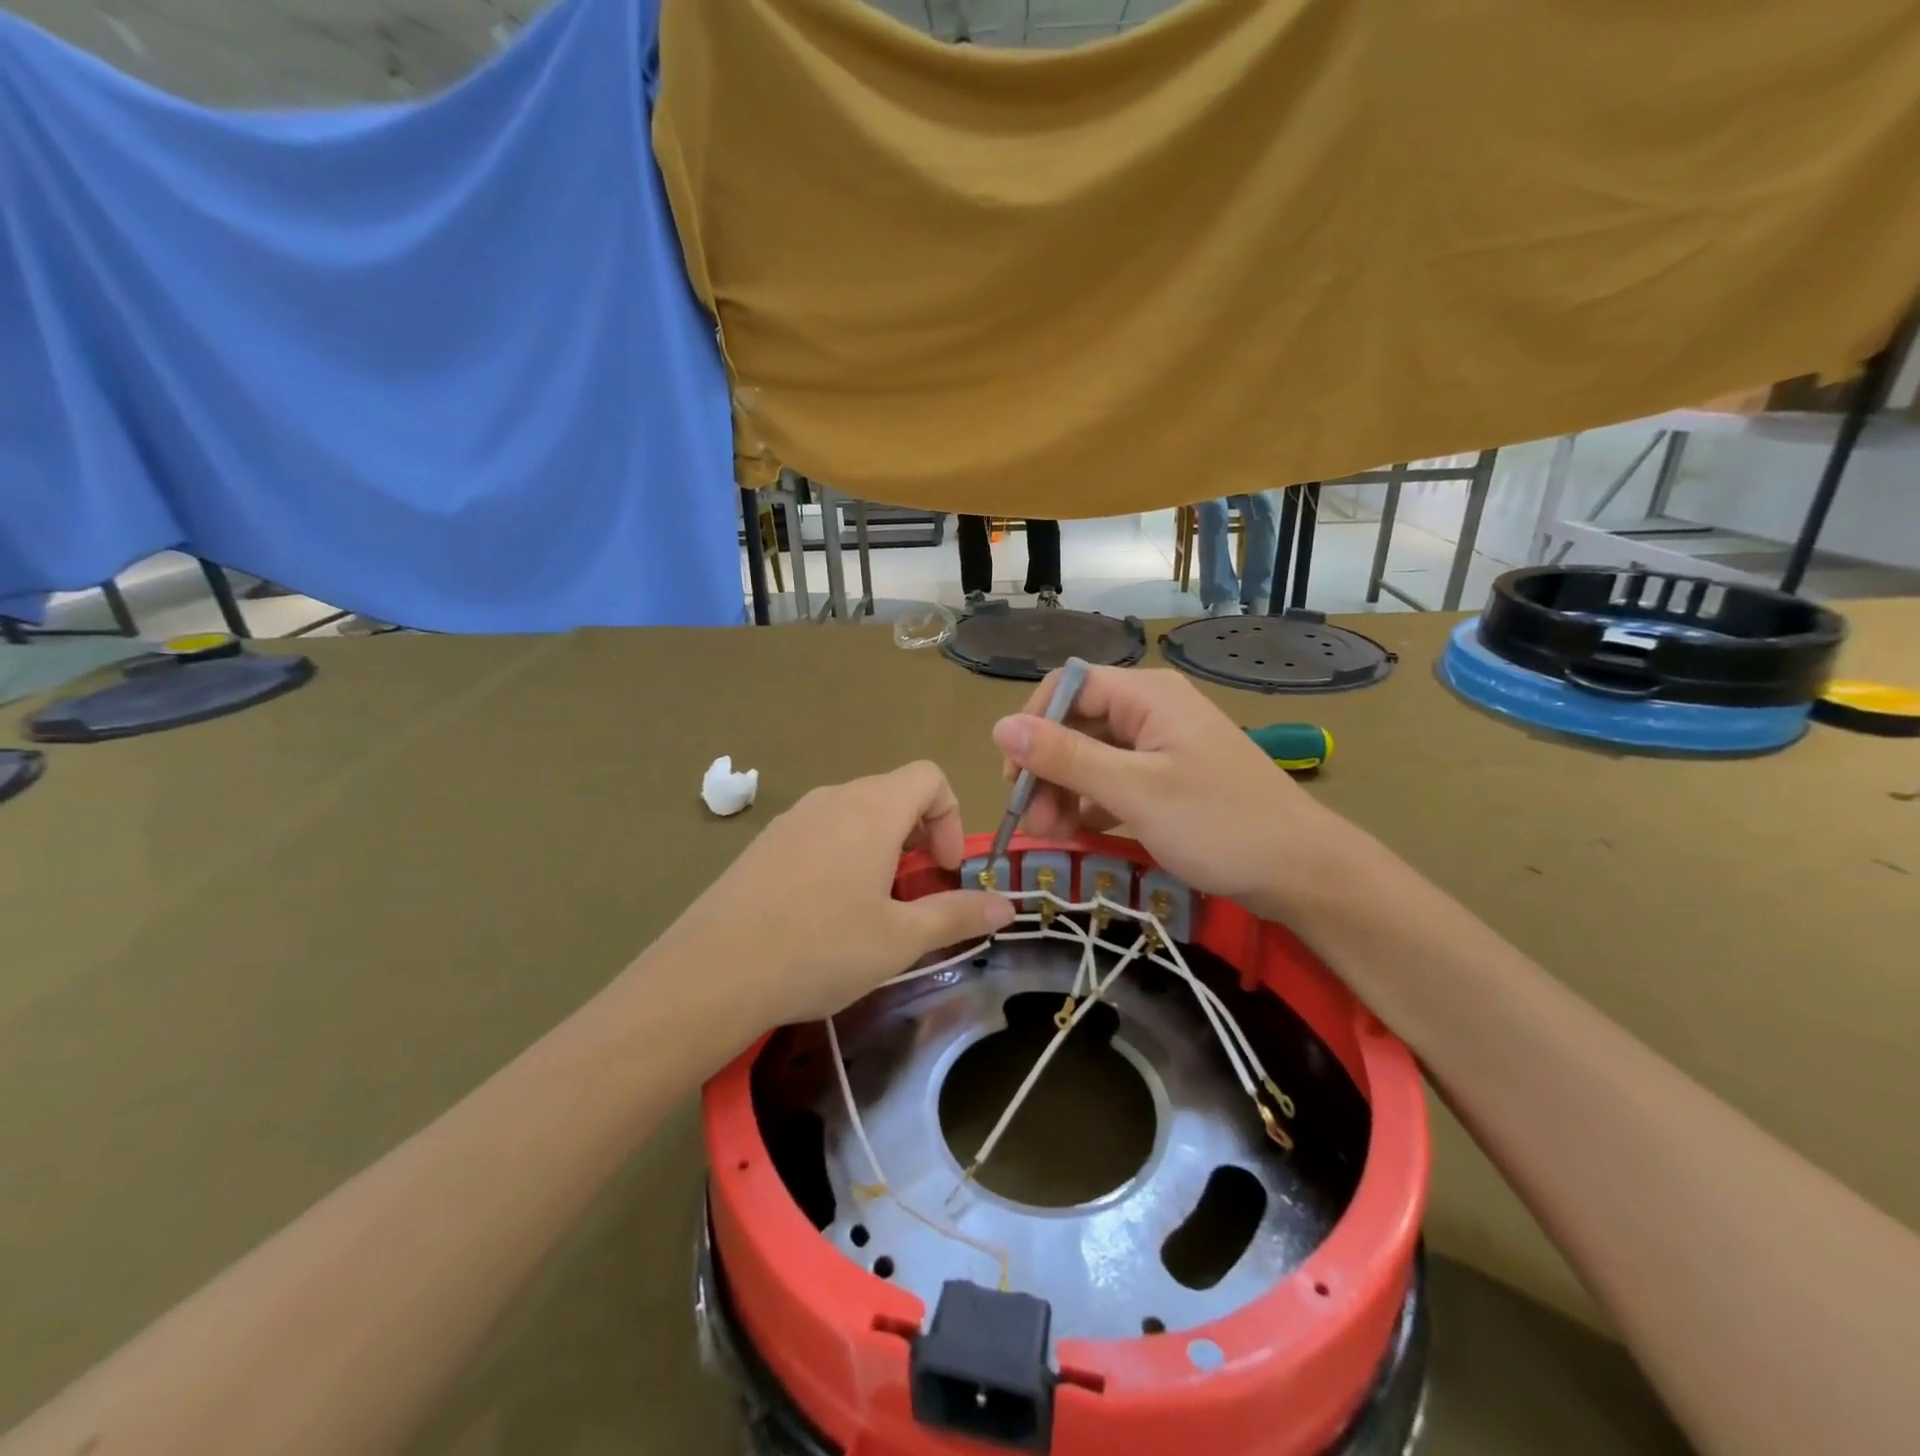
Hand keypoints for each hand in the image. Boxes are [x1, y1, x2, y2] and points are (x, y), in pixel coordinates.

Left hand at [659, 763, 1013, 1027]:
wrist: (711, 973)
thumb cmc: (820, 948)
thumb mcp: (900, 939)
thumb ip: (958, 915)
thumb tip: (1008, 905)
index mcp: (871, 808)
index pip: (929, 777)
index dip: (950, 818)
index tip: (944, 871)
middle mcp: (832, 798)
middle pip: (893, 794)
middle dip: (918, 839)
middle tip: (914, 896)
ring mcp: (792, 818)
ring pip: (855, 815)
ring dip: (881, 850)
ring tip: (872, 909)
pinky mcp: (764, 844)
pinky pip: (820, 833)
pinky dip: (842, 857)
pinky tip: (824, 914)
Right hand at [991, 667, 1335, 911]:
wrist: (1301, 870)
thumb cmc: (1218, 823)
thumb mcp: (1133, 790)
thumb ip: (1066, 757)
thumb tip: (1001, 727)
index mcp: (1146, 695)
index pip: (1068, 688)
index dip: (1033, 726)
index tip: (1015, 777)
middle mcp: (1151, 710)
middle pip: (1077, 724)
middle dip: (1048, 769)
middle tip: (1032, 821)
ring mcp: (1162, 745)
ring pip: (1093, 756)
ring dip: (1065, 791)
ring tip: (1051, 835)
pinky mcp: (1169, 777)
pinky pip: (1115, 779)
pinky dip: (1092, 803)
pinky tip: (1078, 832)